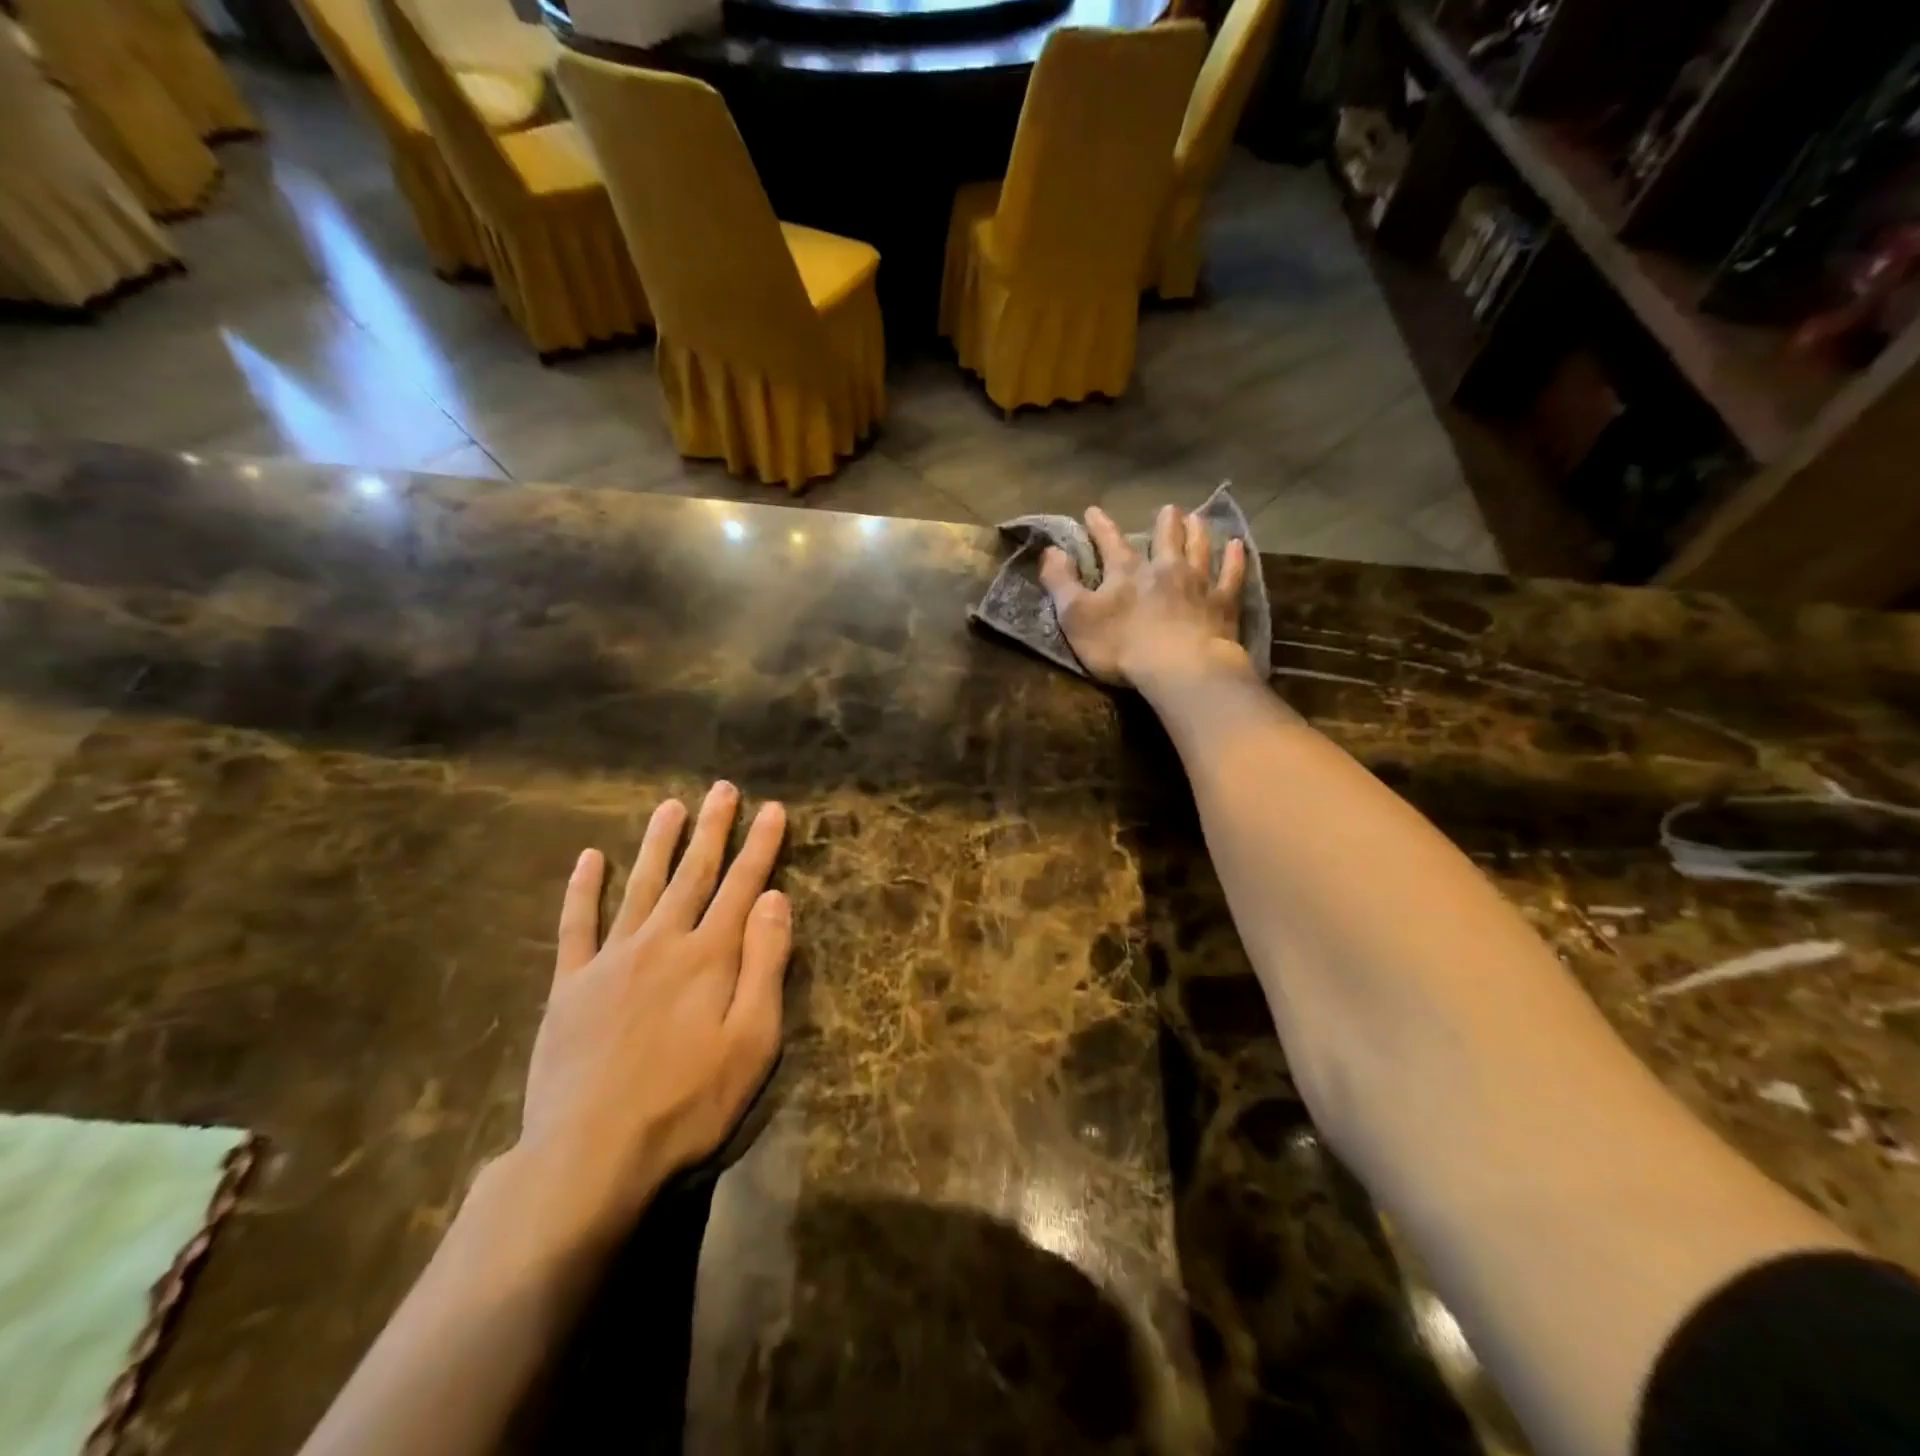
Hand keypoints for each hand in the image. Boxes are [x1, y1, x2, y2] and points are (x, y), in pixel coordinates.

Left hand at [513, 781, 790, 1239]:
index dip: (760, 845)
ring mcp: (611, 960)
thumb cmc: (687, 1103)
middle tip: (723, 789)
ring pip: (641, 886)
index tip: (773, 809)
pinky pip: (576, 926)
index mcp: (710, 956)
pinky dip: (583, 889)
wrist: (589, 1154)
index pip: (743, 885)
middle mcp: (662, 942)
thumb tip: (773, 899)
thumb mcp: (751, 1040)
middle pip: (694, 873)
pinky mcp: (572, 985)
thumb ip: (765, 964)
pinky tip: (590, 858)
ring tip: (671, 806)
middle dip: (713, 829)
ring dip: (658, 843)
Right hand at [1040, 504, 1252, 687]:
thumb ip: (1060, 582)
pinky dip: (1234, 559)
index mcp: (1126, 572)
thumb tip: (1050, 550)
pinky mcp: (1223, 604)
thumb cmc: (1121, 645)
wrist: (1179, 668)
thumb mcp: (1076, 616)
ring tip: (1197, 518)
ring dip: (1197, 532)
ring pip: (1199, 549)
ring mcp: (1198, 583)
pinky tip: (1237, 546)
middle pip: (1165, 538)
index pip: (1110, 542)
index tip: (1093, 511)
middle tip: (1168, 509)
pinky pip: (1231, 575)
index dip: (1100, 527)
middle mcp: (1164, 568)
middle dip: (1164, 523)